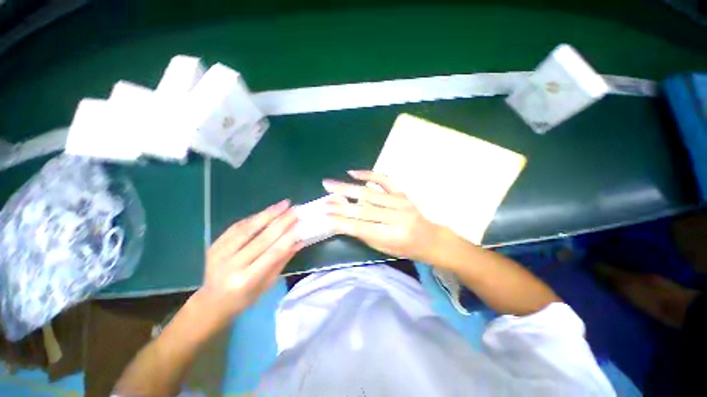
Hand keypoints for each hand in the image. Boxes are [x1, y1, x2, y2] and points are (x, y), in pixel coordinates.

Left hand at [196, 200, 302, 326]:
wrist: (211, 302)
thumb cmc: (244, 298)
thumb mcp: (267, 284)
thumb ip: (282, 260)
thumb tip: (300, 241)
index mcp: (246, 280)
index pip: (272, 254)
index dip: (288, 237)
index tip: (300, 223)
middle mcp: (231, 265)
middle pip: (261, 238)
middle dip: (281, 222)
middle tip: (295, 209)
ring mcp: (219, 253)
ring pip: (248, 228)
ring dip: (268, 214)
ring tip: (284, 204)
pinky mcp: (214, 245)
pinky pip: (236, 227)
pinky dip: (254, 218)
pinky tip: (267, 211)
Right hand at [323, 170, 456, 265]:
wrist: (429, 238)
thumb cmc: (404, 248)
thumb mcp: (383, 248)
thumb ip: (363, 233)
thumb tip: (342, 220)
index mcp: (391, 236)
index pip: (360, 227)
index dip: (341, 220)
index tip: (325, 214)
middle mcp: (396, 217)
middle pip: (363, 209)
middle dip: (340, 204)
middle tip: (324, 198)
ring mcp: (400, 202)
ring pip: (369, 193)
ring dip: (347, 188)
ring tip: (330, 183)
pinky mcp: (402, 193)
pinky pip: (384, 180)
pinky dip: (368, 174)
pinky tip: (353, 173)